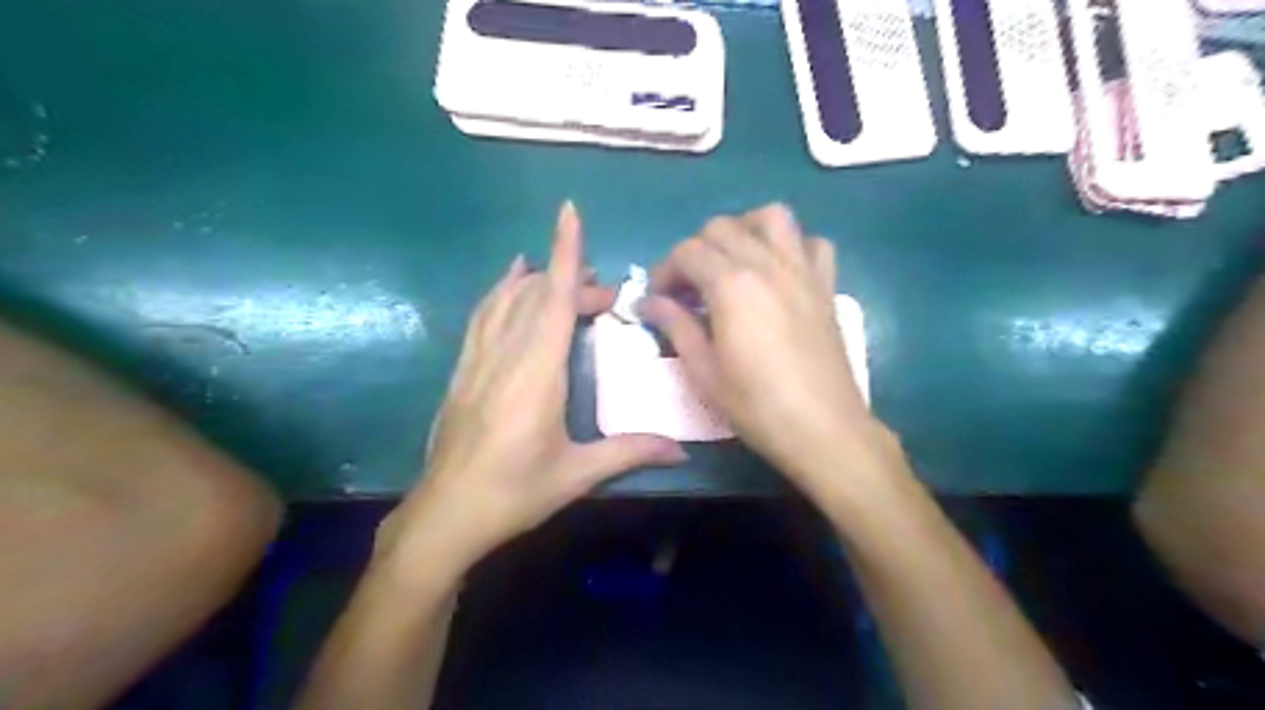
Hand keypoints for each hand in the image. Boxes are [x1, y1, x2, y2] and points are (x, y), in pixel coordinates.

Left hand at [381, 203, 687, 579]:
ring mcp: (478, 361)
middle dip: (572, 279)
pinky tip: (509, 284)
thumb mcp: (576, 474)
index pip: (553, 300)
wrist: (445, 515)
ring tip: (563, 273)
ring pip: (505, 300)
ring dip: (536, 279)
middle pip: (537, 296)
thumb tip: (681, 450)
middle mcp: (505, 356)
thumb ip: (629, 452)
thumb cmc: (514, 493)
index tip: (569, 212)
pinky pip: (482, 317)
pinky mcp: (463, 372)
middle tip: (606, 295)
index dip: (564, 253)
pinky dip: (499, 292)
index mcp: (536, 374)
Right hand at [645, 202, 899, 493]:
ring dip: (745, 230)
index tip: (658, 298)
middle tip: (688, 287)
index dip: (665, 270)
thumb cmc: (757, 406)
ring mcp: (802, 271)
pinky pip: (812, 243)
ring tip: (732, 262)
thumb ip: (676, 326)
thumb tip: (648, 302)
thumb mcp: (704, 371)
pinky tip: (779, 273)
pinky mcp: (826, 286)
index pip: (687, 251)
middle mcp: (767, 265)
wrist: (823, 429)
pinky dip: (792, 246)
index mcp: (732, 285)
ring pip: (772, 218)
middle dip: (696, 249)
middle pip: (723, 227)